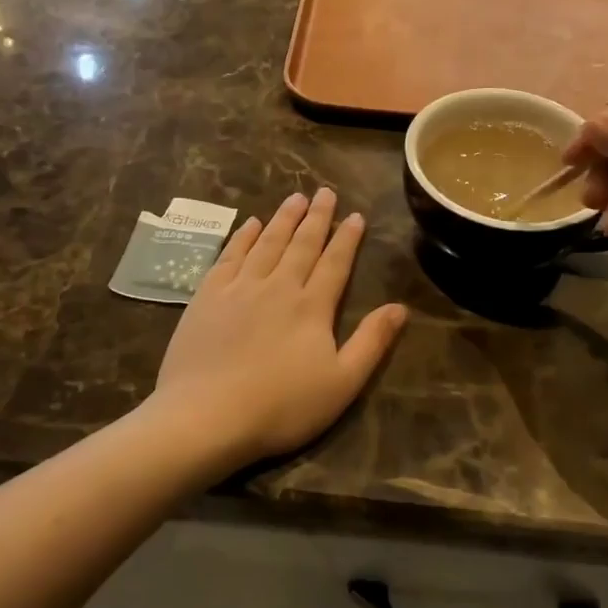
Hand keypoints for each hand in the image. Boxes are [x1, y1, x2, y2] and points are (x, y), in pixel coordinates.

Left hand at [154, 190, 406, 470]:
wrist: (206, 415)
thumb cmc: (281, 407)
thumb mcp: (341, 383)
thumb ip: (372, 342)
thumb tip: (401, 307)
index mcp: (312, 306)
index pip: (335, 263)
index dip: (347, 238)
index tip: (355, 215)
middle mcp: (278, 286)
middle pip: (301, 244)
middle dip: (316, 217)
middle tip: (324, 192)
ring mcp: (239, 287)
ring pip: (266, 242)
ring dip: (283, 219)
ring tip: (295, 198)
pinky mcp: (207, 296)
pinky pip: (230, 255)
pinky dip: (242, 237)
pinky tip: (249, 224)